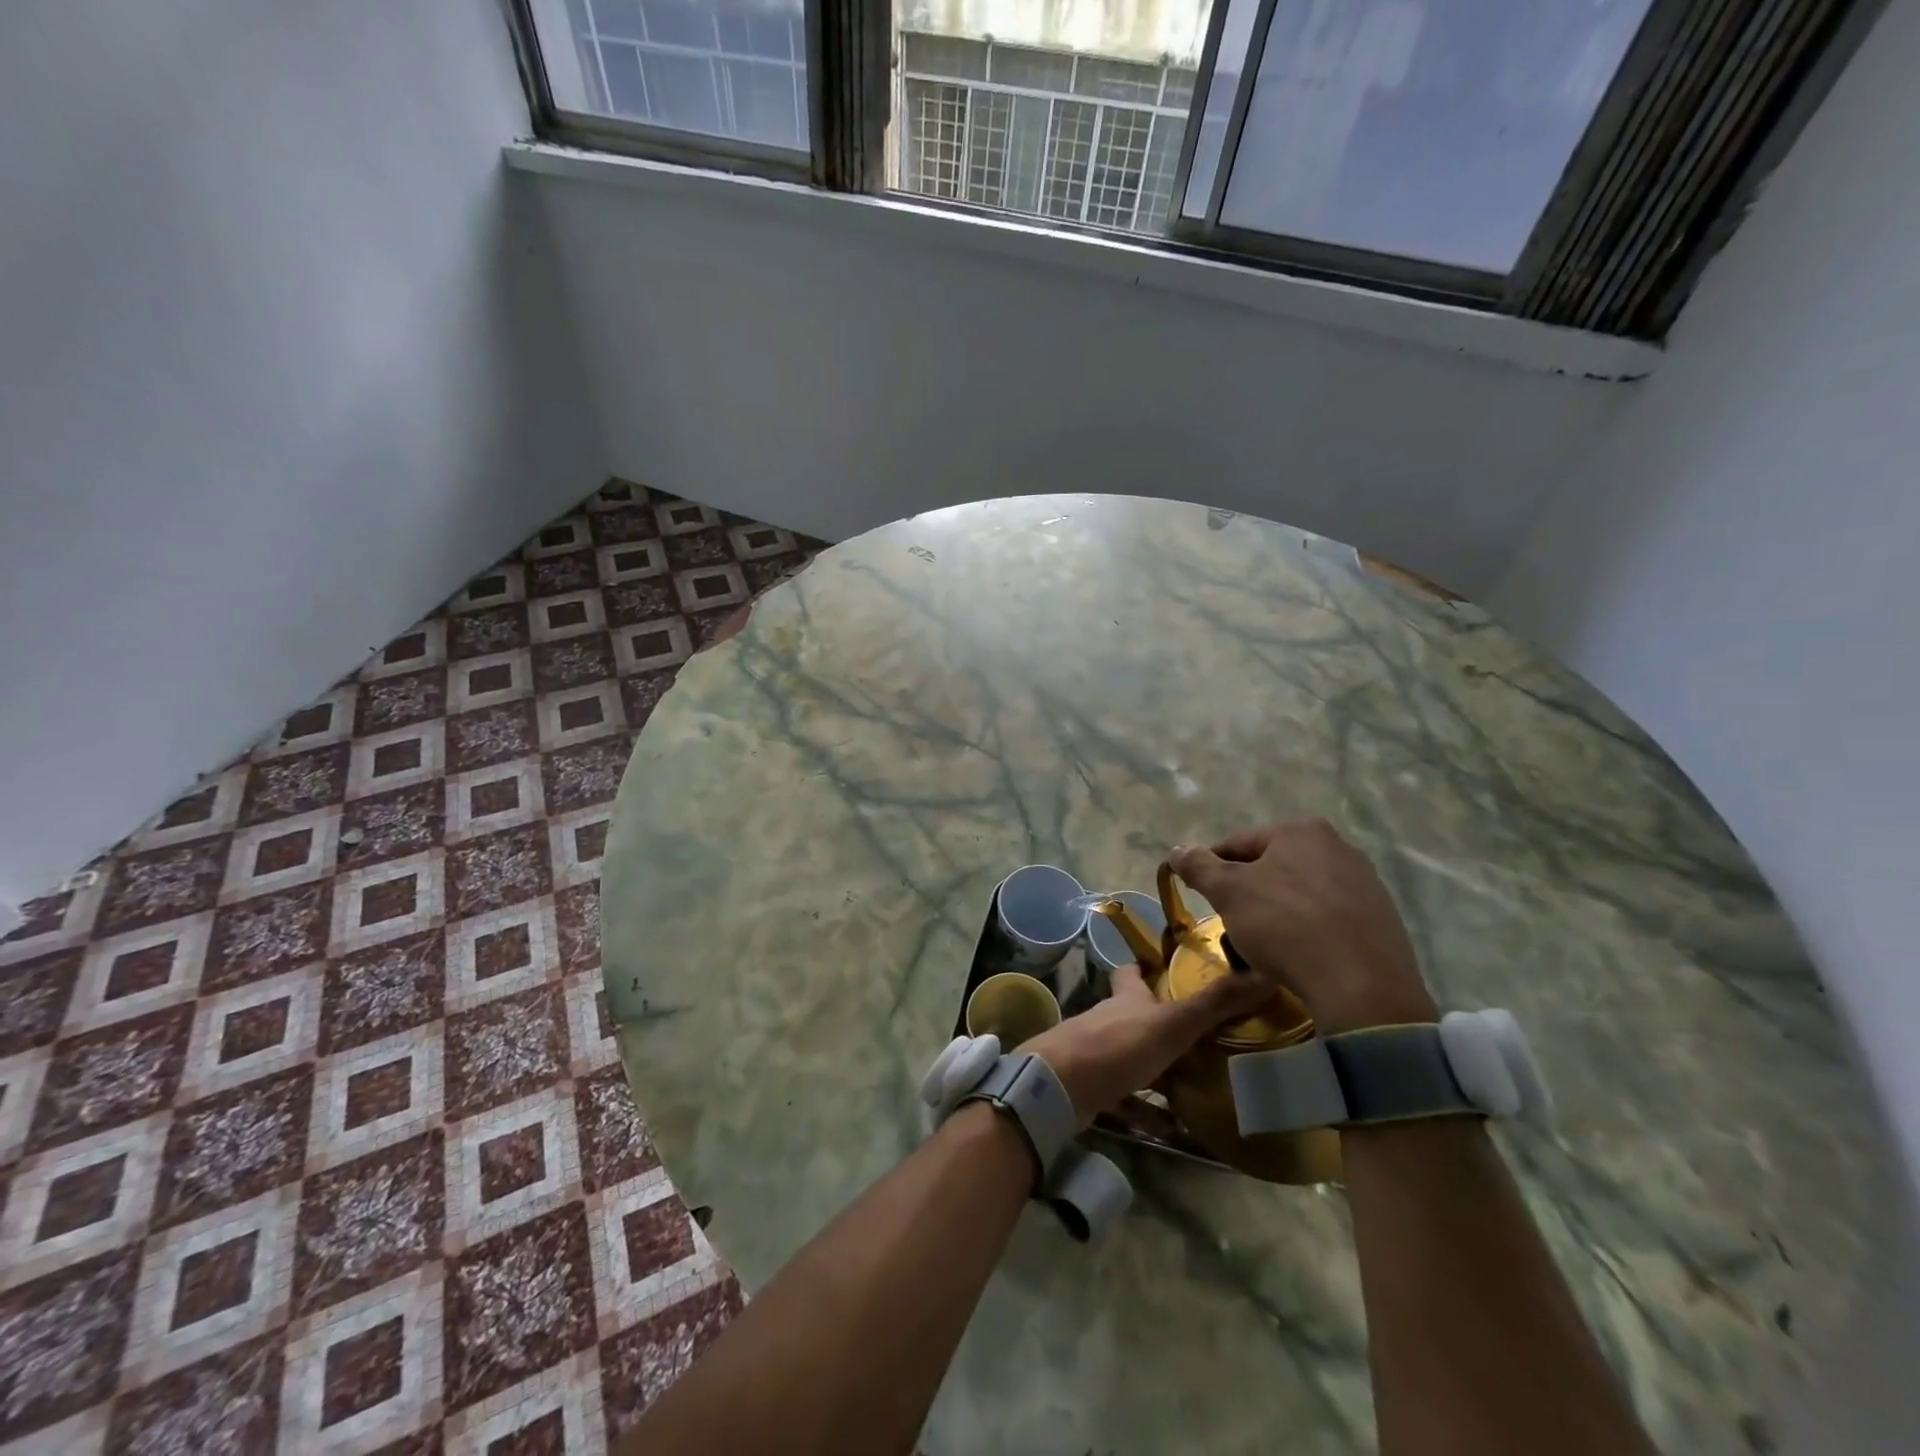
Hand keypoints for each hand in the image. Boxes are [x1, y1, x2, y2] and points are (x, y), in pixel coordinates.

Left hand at [1024, 963, 1275, 1128]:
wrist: (1060, 1087)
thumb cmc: (1117, 1045)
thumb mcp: (1172, 1022)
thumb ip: (1214, 1003)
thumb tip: (1265, 974)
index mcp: (1126, 998)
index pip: (1133, 972)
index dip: (1147, 968)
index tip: (1171, 969)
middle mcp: (1111, 1021)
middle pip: (1137, 1016)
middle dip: (1165, 1024)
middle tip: (1207, 1037)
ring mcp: (1099, 1055)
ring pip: (1135, 1059)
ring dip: (1162, 1070)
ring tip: (1202, 1083)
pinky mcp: (1094, 1090)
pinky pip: (1127, 1101)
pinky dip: (1149, 1112)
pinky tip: (1176, 1129)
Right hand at [1170, 819, 1436, 1034]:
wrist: (1362, 986)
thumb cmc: (1286, 926)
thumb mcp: (1228, 893)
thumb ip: (1198, 866)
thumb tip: (1177, 850)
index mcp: (1300, 830)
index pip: (1237, 844)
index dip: (1211, 870)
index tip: (1200, 897)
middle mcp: (1338, 846)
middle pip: (1271, 866)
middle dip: (1247, 892)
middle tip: (1231, 923)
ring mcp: (1365, 882)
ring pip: (1300, 892)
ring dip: (1277, 911)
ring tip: (1264, 944)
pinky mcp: (1382, 918)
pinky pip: (1329, 916)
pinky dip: (1308, 929)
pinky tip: (1300, 953)